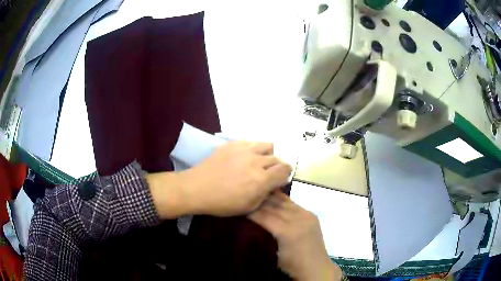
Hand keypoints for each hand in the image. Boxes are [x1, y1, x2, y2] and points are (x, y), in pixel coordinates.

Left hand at [148, 141, 291, 217]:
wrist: (197, 188)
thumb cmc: (222, 203)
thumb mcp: (248, 206)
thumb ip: (265, 194)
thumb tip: (273, 185)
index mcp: (261, 179)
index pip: (284, 170)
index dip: (286, 174)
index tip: (281, 179)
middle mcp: (256, 161)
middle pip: (277, 158)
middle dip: (277, 166)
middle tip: (270, 173)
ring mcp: (244, 150)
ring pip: (267, 146)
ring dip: (268, 154)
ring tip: (260, 162)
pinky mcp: (233, 144)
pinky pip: (251, 142)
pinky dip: (254, 149)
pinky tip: (246, 157)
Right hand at [249, 192, 342, 280]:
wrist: (316, 267)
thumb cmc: (292, 265)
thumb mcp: (274, 253)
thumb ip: (266, 236)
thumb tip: (254, 223)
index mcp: (286, 232)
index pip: (265, 217)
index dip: (252, 210)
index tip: (241, 204)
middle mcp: (297, 220)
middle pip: (275, 207)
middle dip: (260, 201)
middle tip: (248, 196)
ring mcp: (306, 216)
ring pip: (285, 202)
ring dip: (271, 197)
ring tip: (259, 191)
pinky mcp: (311, 215)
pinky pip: (295, 204)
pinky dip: (283, 200)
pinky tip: (275, 195)